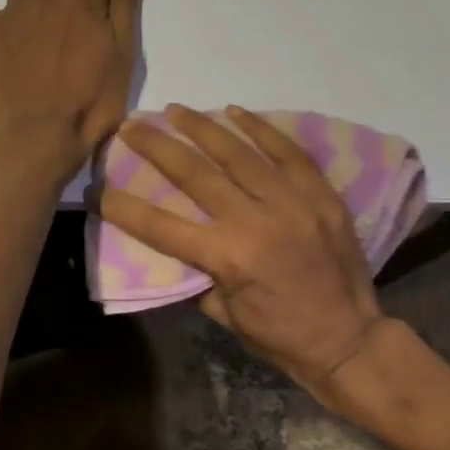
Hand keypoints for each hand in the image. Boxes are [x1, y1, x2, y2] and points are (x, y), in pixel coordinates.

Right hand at [96, 103, 387, 394]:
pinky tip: (236, 111)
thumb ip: (202, 271)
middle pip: (197, 174)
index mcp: (230, 257)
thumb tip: (184, 238)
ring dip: (203, 128)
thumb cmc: (282, 337)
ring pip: (240, 153)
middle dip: (158, 147)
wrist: (350, 339)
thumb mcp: (227, 314)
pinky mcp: (320, 193)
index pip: (163, 226)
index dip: (126, 207)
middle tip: (132, 126)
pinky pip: (287, 152)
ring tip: (176, 110)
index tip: (100, 188)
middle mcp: (257, 221)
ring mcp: (293, 201)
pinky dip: (261, 129)